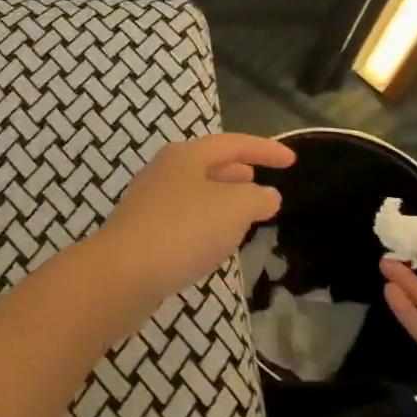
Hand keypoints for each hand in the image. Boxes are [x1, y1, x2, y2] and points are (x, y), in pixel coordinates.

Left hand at [94, 134, 293, 304]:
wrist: (123, 273)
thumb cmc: (184, 230)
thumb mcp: (233, 208)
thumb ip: (256, 198)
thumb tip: (266, 195)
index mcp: (186, 156)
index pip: (232, 144)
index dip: (265, 149)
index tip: (292, 160)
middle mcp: (165, 171)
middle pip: (208, 164)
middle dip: (236, 170)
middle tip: (260, 179)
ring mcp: (150, 202)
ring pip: (195, 192)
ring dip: (221, 198)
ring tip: (243, 212)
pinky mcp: (143, 233)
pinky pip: (184, 219)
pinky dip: (206, 223)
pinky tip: (214, 243)